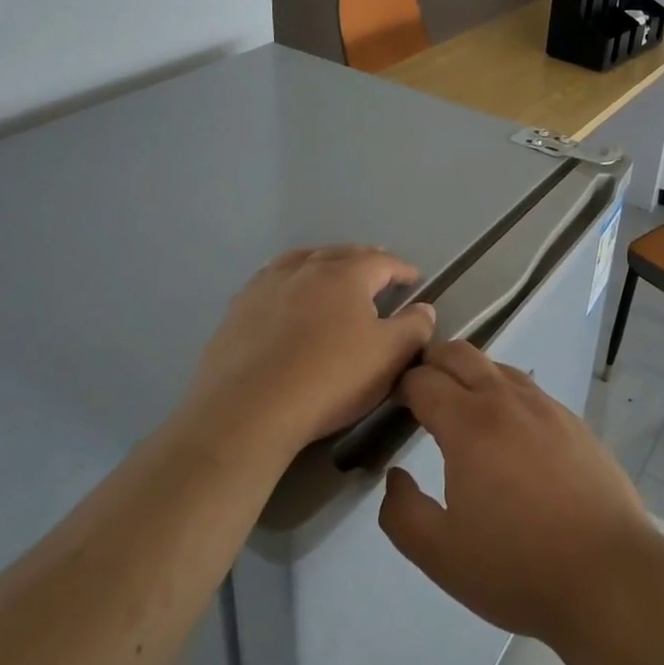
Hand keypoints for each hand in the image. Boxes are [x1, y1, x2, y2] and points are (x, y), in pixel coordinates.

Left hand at [182, 246, 435, 461]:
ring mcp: (268, 284)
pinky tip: (288, 294)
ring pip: (303, 260)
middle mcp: (307, 268)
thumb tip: (424, 309)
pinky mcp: (239, 307)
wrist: (248, 410)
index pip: (383, 261)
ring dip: (324, 262)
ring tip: (332, 273)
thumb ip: (414, 328)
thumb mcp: (388, 357)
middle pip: (342, 253)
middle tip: (378, 272)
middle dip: (365, 260)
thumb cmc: (329, 379)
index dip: (402, 269)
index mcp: (346, 275)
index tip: (414, 280)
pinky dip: (290, 279)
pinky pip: (272, 279)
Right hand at [379, 340, 657, 646]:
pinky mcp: (574, 422)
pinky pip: (529, 390)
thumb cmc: (517, 566)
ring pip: (498, 367)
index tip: (390, 405)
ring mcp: (546, 407)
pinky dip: (505, 394)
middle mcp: (507, 400)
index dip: (400, 386)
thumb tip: (396, 476)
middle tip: (418, 392)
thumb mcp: (440, 554)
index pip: (423, 380)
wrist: (609, 575)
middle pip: (460, 354)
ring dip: (471, 374)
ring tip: (461, 408)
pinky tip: (509, 431)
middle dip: (431, 362)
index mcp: (469, 423)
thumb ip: (402, 513)